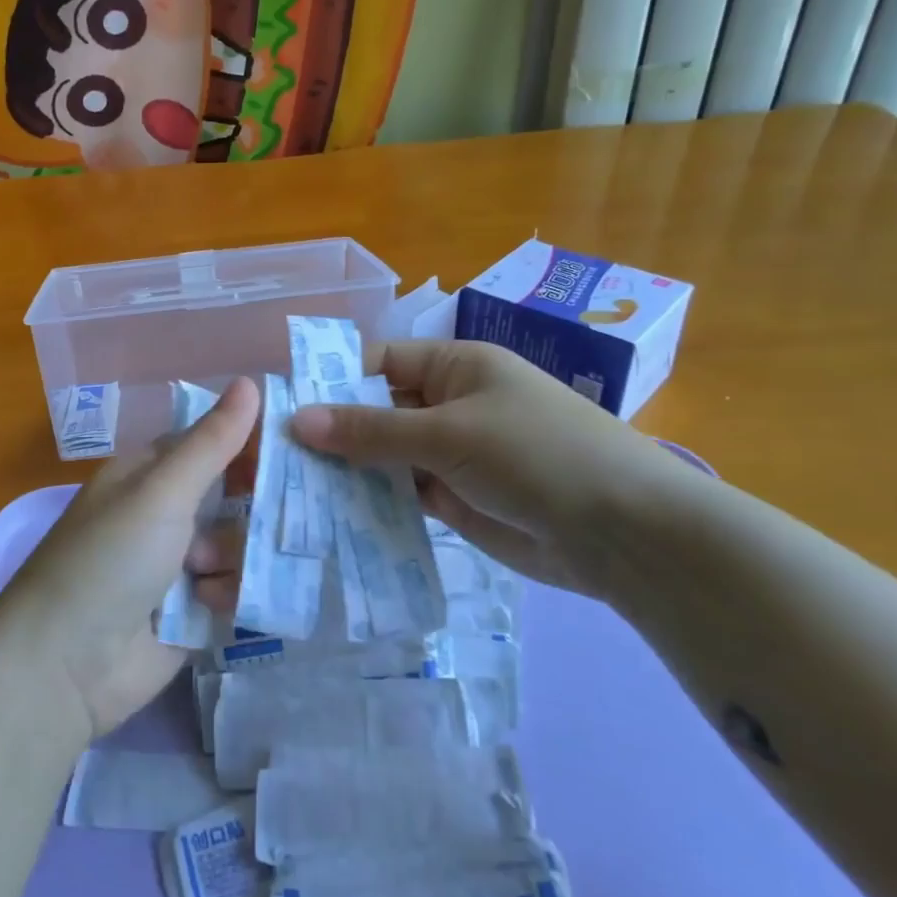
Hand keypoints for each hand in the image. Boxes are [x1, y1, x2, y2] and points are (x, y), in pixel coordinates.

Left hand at [0, 377, 258, 742]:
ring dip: (234, 555)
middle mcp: (166, 513)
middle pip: (234, 494)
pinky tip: (209, 605)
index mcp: (150, 474)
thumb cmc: (110, 559)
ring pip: (241, 542)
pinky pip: (235, 588)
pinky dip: (228, 593)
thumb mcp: (161, 492)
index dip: (251, 441)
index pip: (213, 442)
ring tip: (206, 572)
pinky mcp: (193, 610)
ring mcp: (179, 564)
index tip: (295, 444)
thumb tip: (250, 380)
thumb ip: (211, 442)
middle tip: (285, 509)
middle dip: (255, 504)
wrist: (67, 665)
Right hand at [287, 339, 683, 600]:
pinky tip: (330, 517)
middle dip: (332, 432)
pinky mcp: (454, 500)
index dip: (332, 380)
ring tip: (290, 492)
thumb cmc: (535, 454)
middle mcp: (448, 405)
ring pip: (385, 457)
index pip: (378, 363)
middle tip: (274, 459)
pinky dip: (372, 503)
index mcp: (454, 367)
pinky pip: (402, 495)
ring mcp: (451, 455)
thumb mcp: (448, 433)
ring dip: (347, 471)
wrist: (623, 532)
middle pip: (376, 411)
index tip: (281, 407)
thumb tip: (297, 420)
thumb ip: (371, 430)